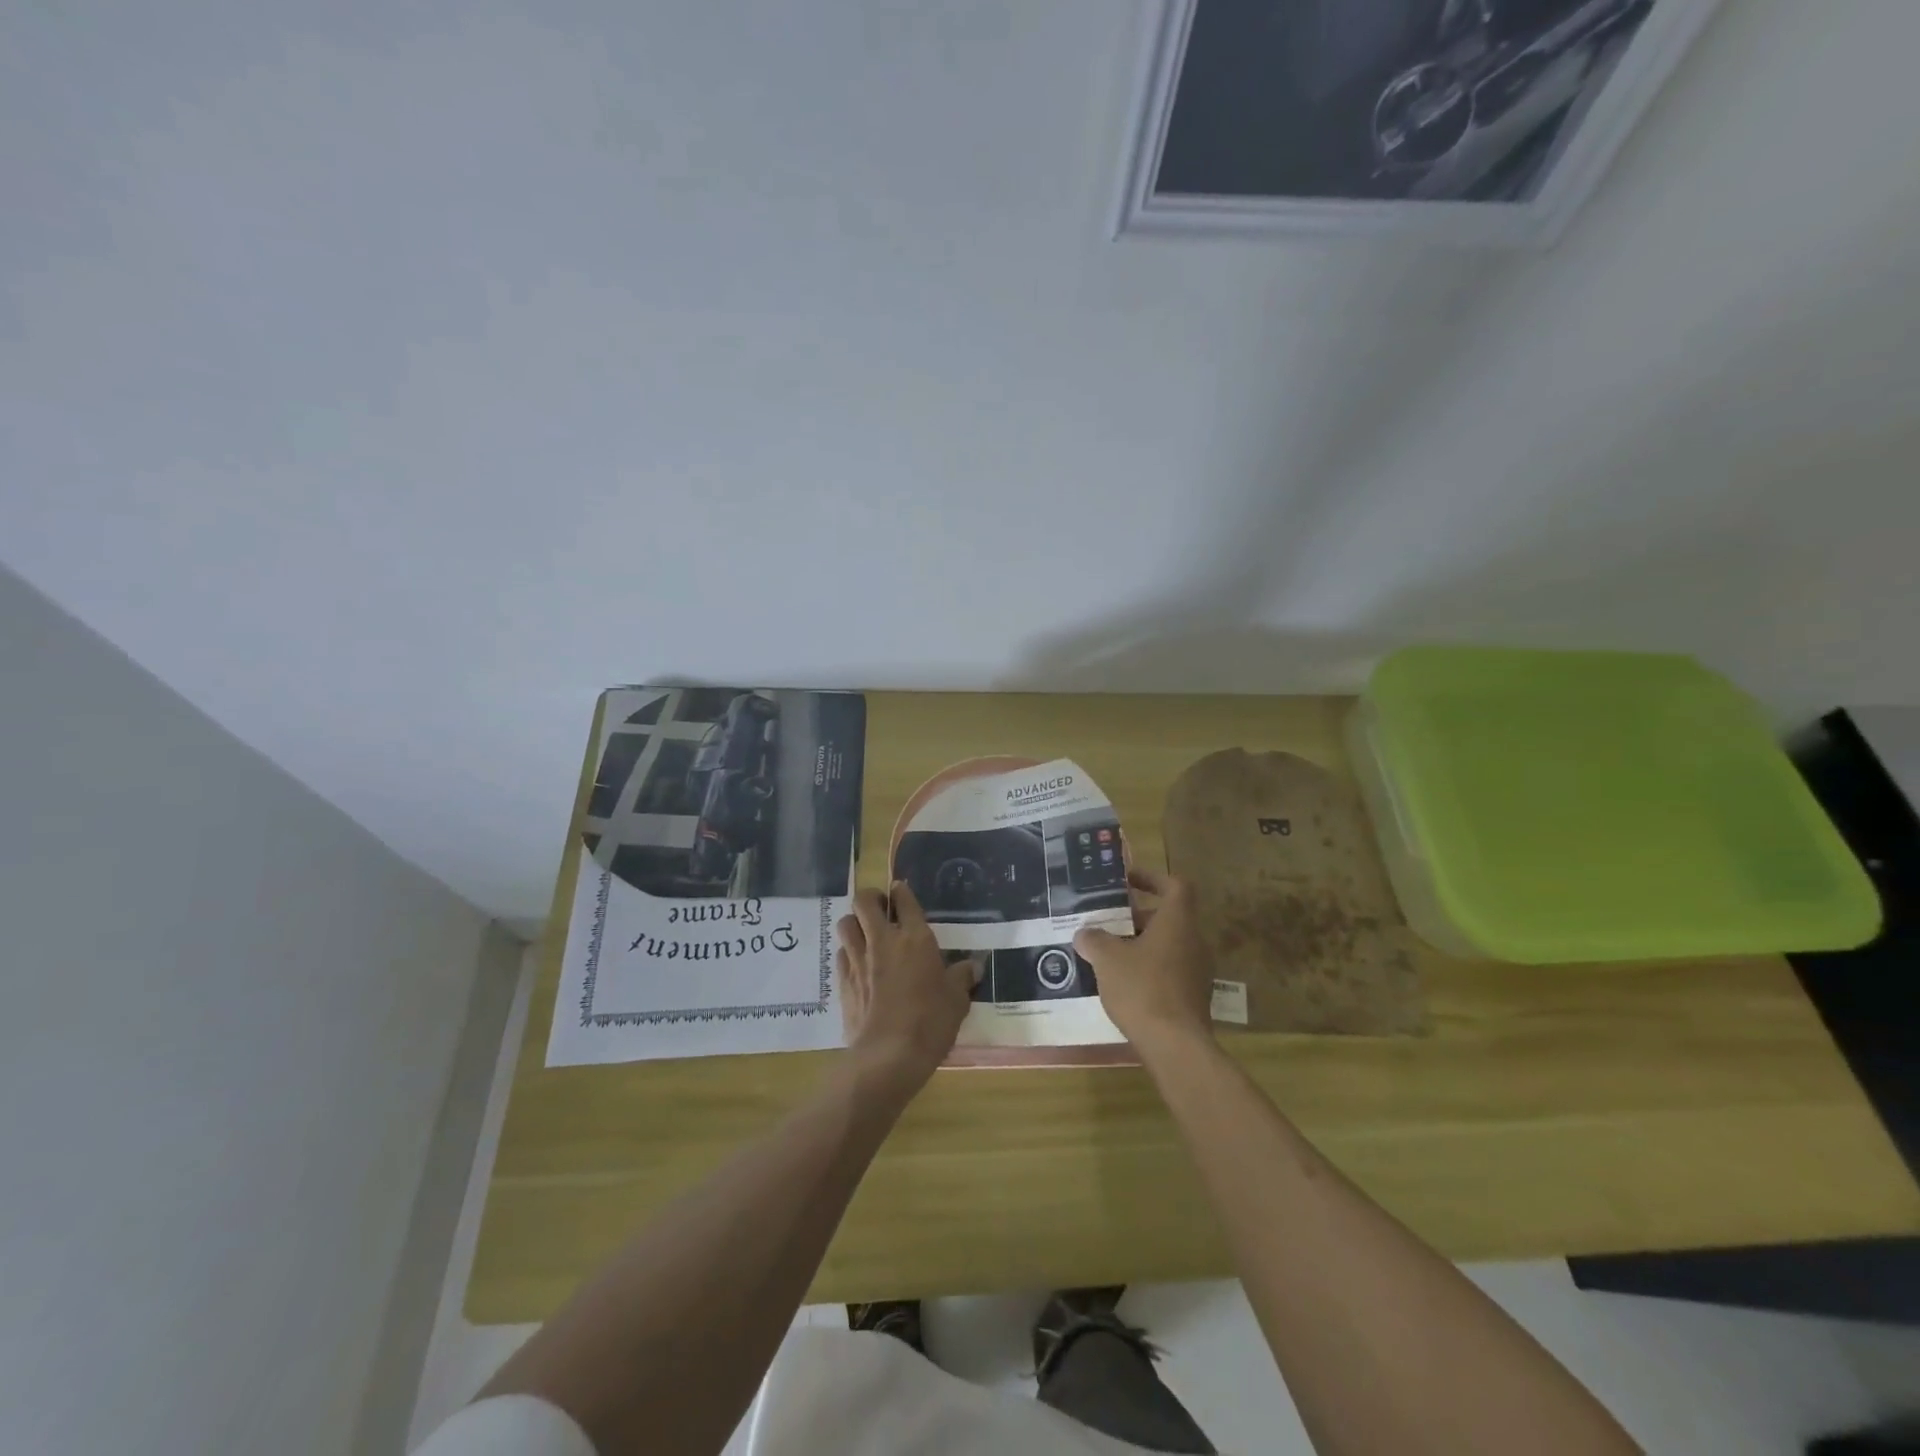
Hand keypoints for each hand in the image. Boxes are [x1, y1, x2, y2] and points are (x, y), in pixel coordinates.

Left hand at [836, 883, 974, 1099]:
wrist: (889, 1055)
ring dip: (855, 923)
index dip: (901, 891)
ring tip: (865, 933)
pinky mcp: (843, 982)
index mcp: (915, 938)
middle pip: (864, 901)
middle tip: (880, 908)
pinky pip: (840, 954)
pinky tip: (858, 965)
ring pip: (846, 924)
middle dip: (870, 898)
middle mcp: (883, 941)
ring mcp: (859, 960)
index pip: (904, 900)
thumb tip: (973, 966)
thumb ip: (962, 978)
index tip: (900, 890)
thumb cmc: (930, 1022)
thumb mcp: (957, 1000)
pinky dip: (847, 952)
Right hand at [1074, 869, 1216, 1057]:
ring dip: (1140, 944)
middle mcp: (1194, 941)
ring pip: (1168, 945)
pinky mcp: (1193, 997)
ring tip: (1108, 953)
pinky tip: (1122, 984)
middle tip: (1108, 921)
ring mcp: (1197, 971)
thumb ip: (1094, 940)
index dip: (1152, 878)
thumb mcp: (1107, 959)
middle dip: (1137, 916)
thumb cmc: (1142, 988)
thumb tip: (1085, 933)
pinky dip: (1148, 969)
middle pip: (1168, 917)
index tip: (1127, 881)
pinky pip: (1169, 971)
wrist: (1175, 1046)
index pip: (1175, 885)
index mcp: (1178, 922)